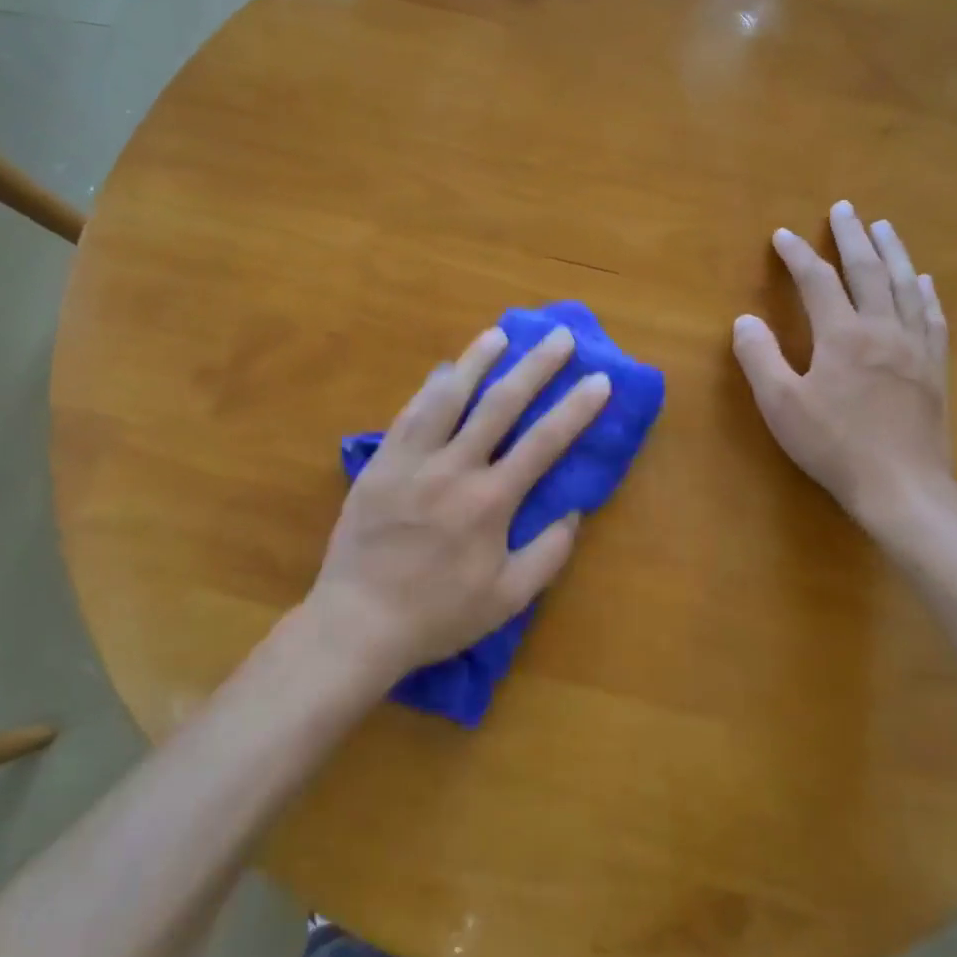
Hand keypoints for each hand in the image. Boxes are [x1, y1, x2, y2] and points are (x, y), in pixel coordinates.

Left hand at [306, 325, 611, 682]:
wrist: (358, 622)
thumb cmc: (437, 614)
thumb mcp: (507, 599)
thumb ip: (548, 554)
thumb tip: (574, 511)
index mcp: (490, 502)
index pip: (544, 443)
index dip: (576, 408)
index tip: (599, 380)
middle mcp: (454, 469)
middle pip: (500, 405)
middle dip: (535, 367)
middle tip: (559, 336)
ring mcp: (412, 461)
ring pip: (449, 397)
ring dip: (477, 361)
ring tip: (499, 334)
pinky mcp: (380, 463)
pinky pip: (409, 414)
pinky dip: (430, 388)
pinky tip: (444, 370)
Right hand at [732, 201, 951, 528]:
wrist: (903, 487)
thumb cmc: (834, 445)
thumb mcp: (781, 405)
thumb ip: (760, 358)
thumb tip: (745, 320)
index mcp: (843, 335)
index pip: (817, 281)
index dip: (797, 255)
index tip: (782, 235)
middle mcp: (883, 329)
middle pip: (868, 271)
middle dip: (852, 237)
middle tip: (844, 209)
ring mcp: (915, 347)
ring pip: (905, 286)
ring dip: (893, 252)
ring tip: (884, 227)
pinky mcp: (934, 369)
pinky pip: (931, 317)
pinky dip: (925, 293)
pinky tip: (923, 281)